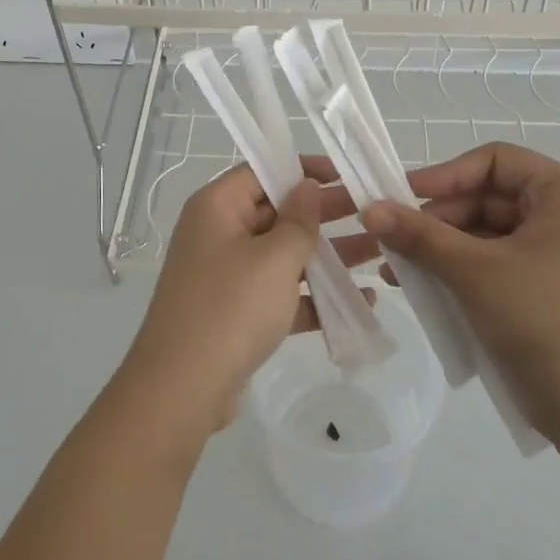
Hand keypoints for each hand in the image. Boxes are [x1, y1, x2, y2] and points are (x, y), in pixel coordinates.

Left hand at [121, 158, 363, 436]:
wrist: (183, 389)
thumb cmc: (230, 308)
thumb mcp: (274, 257)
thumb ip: (299, 220)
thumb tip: (306, 186)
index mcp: (217, 208)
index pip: (262, 172)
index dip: (302, 170)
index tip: (344, 175)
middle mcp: (217, 234)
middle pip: (276, 213)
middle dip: (323, 215)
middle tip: (371, 213)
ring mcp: (226, 276)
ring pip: (282, 255)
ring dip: (326, 256)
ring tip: (376, 253)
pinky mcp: (236, 313)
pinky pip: (280, 294)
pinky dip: (313, 297)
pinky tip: (360, 303)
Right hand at [359, 142, 559, 441]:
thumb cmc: (542, 322)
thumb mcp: (473, 272)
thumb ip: (419, 235)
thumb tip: (368, 208)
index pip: (496, 161)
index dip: (446, 174)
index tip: (402, 196)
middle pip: (488, 197)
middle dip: (438, 218)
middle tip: (393, 238)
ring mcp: (557, 254)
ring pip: (486, 233)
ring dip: (441, 247)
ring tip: (398, 267)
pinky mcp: (545, 288)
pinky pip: (493, 263)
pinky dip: (459, 270)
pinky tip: (421, 287)